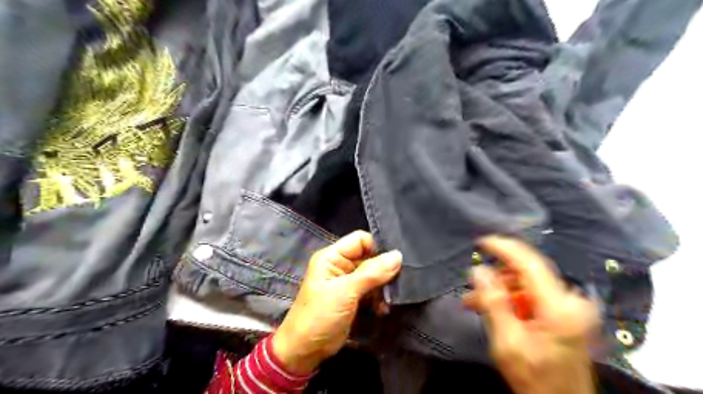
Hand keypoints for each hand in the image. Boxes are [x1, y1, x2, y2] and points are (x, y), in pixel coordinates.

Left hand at [272, 231, 403, 375]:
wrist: (305, 350)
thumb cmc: (320, 316)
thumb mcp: (345, 292)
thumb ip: (371, 273)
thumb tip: (398, 255)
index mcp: (332, 256)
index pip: (360, 240)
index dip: (377, 248)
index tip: (394, 262)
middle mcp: (341, 265)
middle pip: (369, 257)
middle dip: (384, 269)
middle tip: (398, 282)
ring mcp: (347, 282)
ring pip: (373, 274)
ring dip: (383, 286)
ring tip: (389, 299)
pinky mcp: (353, 297)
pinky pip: (372, 289)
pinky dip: (379, 297)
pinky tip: (383, 308)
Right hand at [466, 236, 600, 393]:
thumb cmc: (536, 379)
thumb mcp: (507, 342)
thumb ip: (493, 302)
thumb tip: (478, 271)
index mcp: (559, 307)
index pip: (529, 263)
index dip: (504, 248)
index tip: (482, 242)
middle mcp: (570, 301)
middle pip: (526, 274)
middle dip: (496, 278)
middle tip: (471, 289)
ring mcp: (569, 307)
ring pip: (526, 284)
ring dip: (500, 290)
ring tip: (476, 303)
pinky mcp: (565, 313)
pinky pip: (532, 295)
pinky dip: (511, 299)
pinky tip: (494, 309)